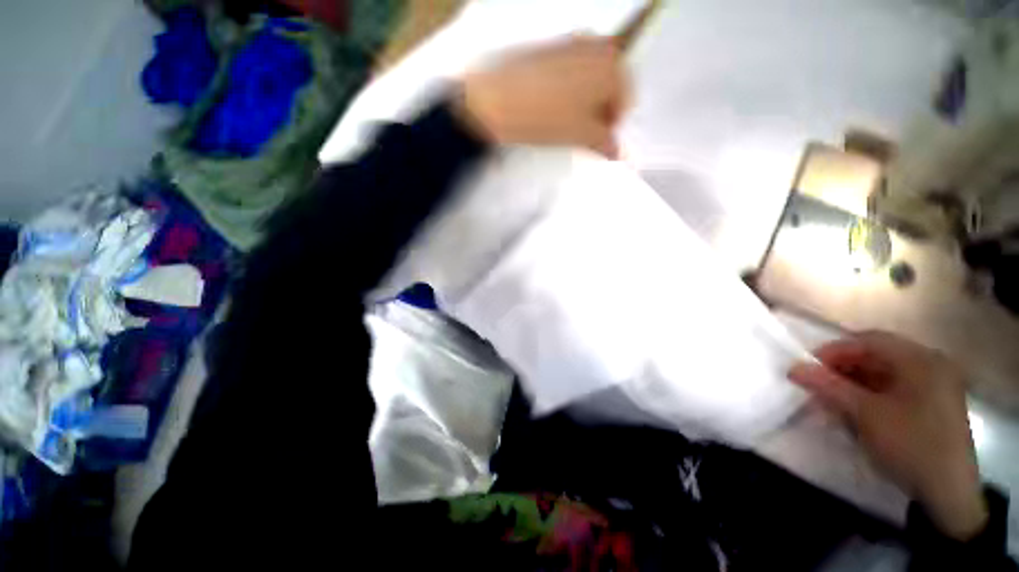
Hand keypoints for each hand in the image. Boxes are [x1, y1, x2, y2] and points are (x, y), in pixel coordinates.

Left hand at [458, 36, 629, 157]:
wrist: (497, 101)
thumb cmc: (546, 118)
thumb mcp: (580, 135)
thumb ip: (605, 143)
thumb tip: (615, 152)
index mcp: (612, 65)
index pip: (625, 102)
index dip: (612, 125)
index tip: (598, 141)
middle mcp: (597, 46)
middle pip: (609, 87)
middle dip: (599, 111)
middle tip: (582, 132)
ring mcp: (572, 42)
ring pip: (589, 79)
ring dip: (584, 101)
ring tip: (564, 122)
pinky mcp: (550, 47)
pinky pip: (570, 71)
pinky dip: (568, 90)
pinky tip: (552, 106)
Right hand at [788, 331, 986, 539]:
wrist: (949, 493)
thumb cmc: (910, 445)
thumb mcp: (866, 415)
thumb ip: (829, 386)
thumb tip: (793, 368)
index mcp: (921, 360)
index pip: (868, 341)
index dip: (834, 350)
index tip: (808, 367)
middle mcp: (931, 365)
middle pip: (877, 356)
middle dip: (843, 369)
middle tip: (817, 385)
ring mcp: (935, 386)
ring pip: (884, 374)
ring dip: (853, 384)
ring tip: (831, 401)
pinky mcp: (933, 405)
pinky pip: (894, 390)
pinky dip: (870, 396)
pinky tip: (854, 411)